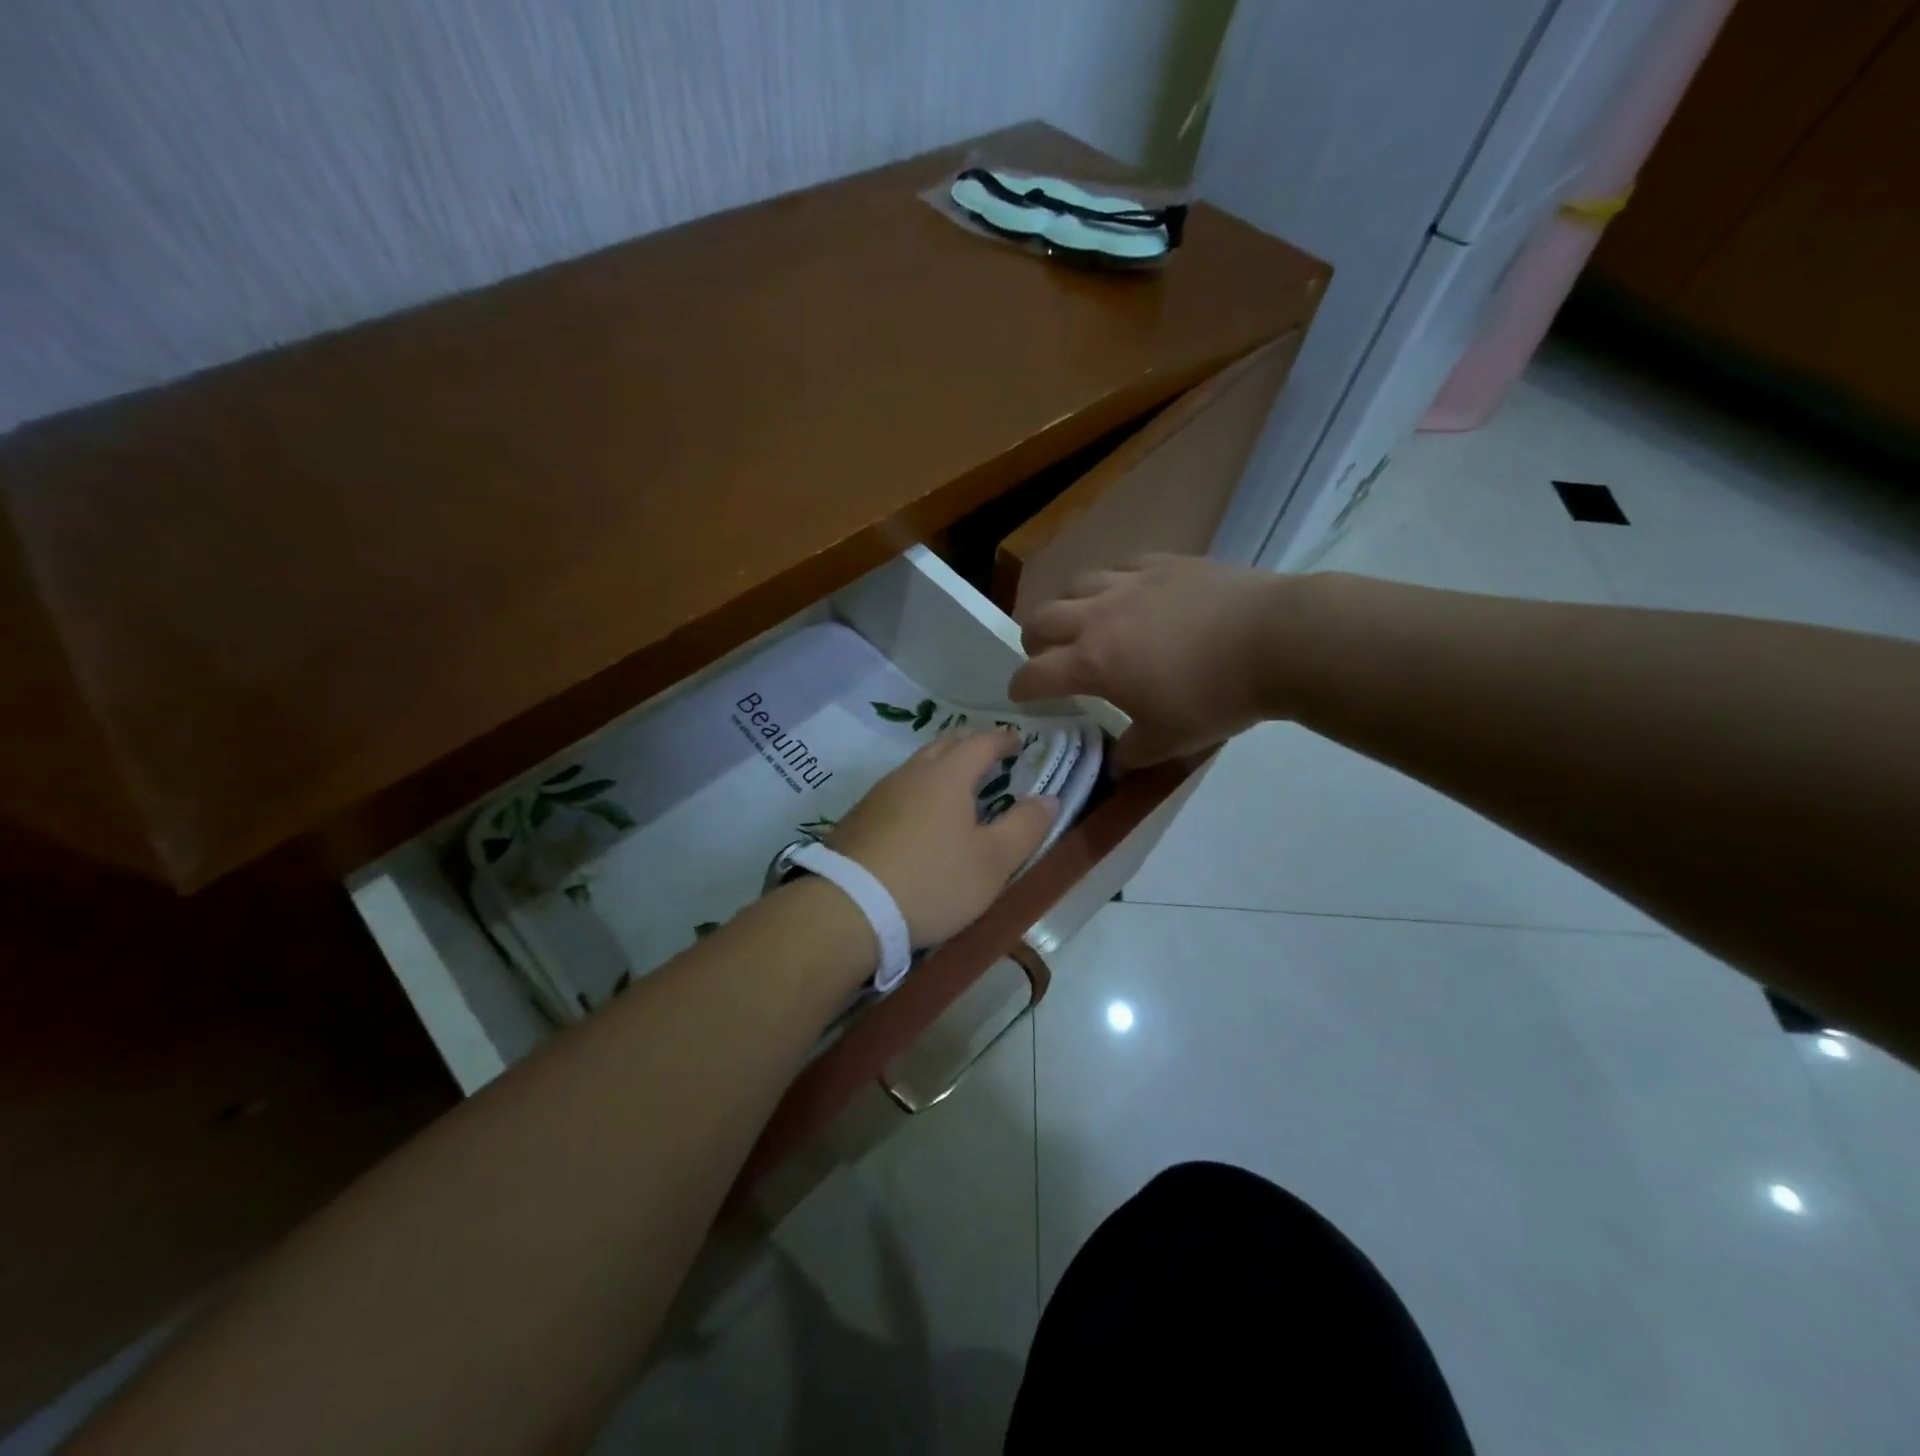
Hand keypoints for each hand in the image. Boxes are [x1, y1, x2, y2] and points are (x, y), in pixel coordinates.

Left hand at [828, 730, 1059, 945]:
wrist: (849, 907)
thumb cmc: (933, 881)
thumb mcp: (993, 862)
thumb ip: (1025, 827)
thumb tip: (1048, 798)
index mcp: (948, 775)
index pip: (981, 742)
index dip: (1003, 739)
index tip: (1018, 742)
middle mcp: (912, 774)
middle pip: (945, 745)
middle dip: (970, 745)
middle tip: (989, 756)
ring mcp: (880, 793)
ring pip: (918, 766)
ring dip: (941, 766)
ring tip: (957, 784)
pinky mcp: (860, 817)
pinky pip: (898, 789)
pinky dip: (918, 789)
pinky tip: (920, 814)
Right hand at [1009, 554, 1296, 768]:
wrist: (1277, 640)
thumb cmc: (1215, 696)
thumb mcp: (1170, 740)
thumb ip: (1134, 752)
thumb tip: (1117, 763)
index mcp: (1093, 662)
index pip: (1035, 674)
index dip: (1021, 688)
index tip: (1021, 697)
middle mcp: (1099, 616)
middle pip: (1043, 619)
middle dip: (1034, 641)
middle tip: (1046, 656)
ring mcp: (1131, 582)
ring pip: (1076, 584)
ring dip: (1069, 606)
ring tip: (1084, 621)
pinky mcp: (1164, 563)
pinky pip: (1120, 566)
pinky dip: (1112, 583)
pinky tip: (1129, 594)